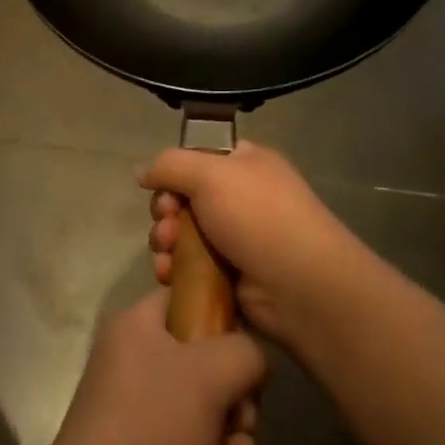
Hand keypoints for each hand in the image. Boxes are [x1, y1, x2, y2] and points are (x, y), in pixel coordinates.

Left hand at [38, 291, 265, 444]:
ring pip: (207, 413)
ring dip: (233, 444)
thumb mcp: (209, 375)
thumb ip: (245, 352)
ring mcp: (139, 410)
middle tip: (244, 426)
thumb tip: (251, 359)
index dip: (224, 317)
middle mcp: (136, 361)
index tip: (249, 350)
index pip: (187, 297)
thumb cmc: (151, 429)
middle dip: (238, 402)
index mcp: (138, 326)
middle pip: (207, 362)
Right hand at [142, 141, 360, 345]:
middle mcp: (240, 198)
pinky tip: (168, 274)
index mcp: (245, 165)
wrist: (301, 286)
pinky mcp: (228, 276)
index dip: (174, 171)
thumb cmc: (258, 216)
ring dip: (165, 240)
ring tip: (168, 251)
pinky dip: (174, 268)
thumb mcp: (210, 173)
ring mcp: (235, 239)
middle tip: (167, 223)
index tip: (162, 186)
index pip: (198, 157)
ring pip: (182, 233)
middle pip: (183, 197)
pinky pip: (189, 266)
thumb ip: (169, 165)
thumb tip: (143, 173)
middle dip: (166, 210)